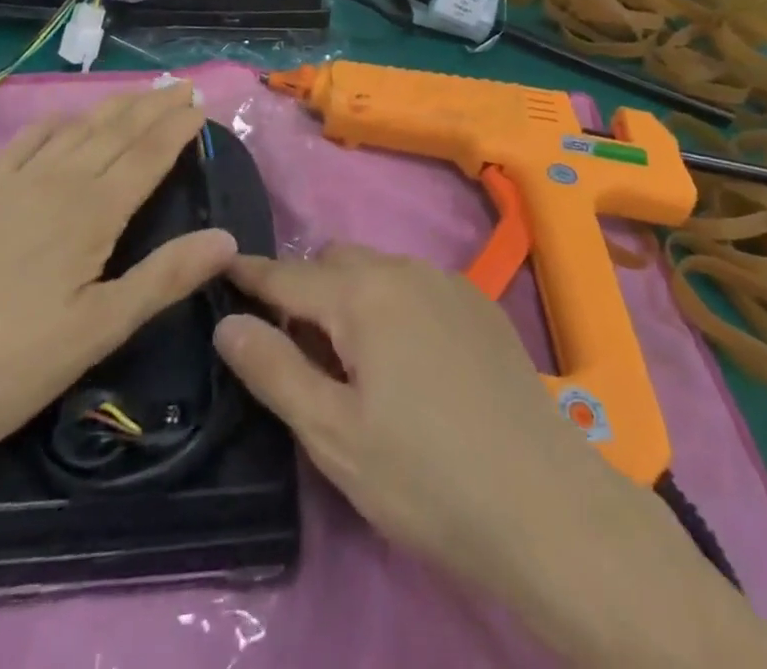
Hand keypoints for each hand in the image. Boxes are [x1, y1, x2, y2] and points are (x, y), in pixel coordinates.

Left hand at [0, 83, 234, 463]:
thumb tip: (227, 239)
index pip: (148, 155)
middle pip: (116, 130)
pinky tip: (63, 119)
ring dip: (113, 106)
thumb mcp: (96, 332)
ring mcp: (14, 185)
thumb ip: (163, 279)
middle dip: (153, 106)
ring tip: (140, 93)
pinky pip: (26, 141)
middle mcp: (58, 183)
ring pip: (77, 129)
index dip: (178, 128)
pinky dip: (55, 122)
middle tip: (182, 86)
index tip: (202, 105)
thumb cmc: (6, 363)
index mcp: (92, 213)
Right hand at [213, 244, 615, 595]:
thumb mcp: (333, 434)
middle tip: (295, 347)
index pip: (289, 275)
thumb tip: (229, 323)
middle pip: (336, 263)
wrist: (544, 503)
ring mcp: (449, 283)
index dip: (251, 276)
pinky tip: (408, 361)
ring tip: (351, 359)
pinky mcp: (479, 305)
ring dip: (351, 296)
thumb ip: (275, 370)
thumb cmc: (425, 476)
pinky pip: (416, 286)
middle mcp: (405, 269)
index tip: (221, 269)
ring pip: (379, 271)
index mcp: (363, 294)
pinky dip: (392, 304)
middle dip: (306, 290)